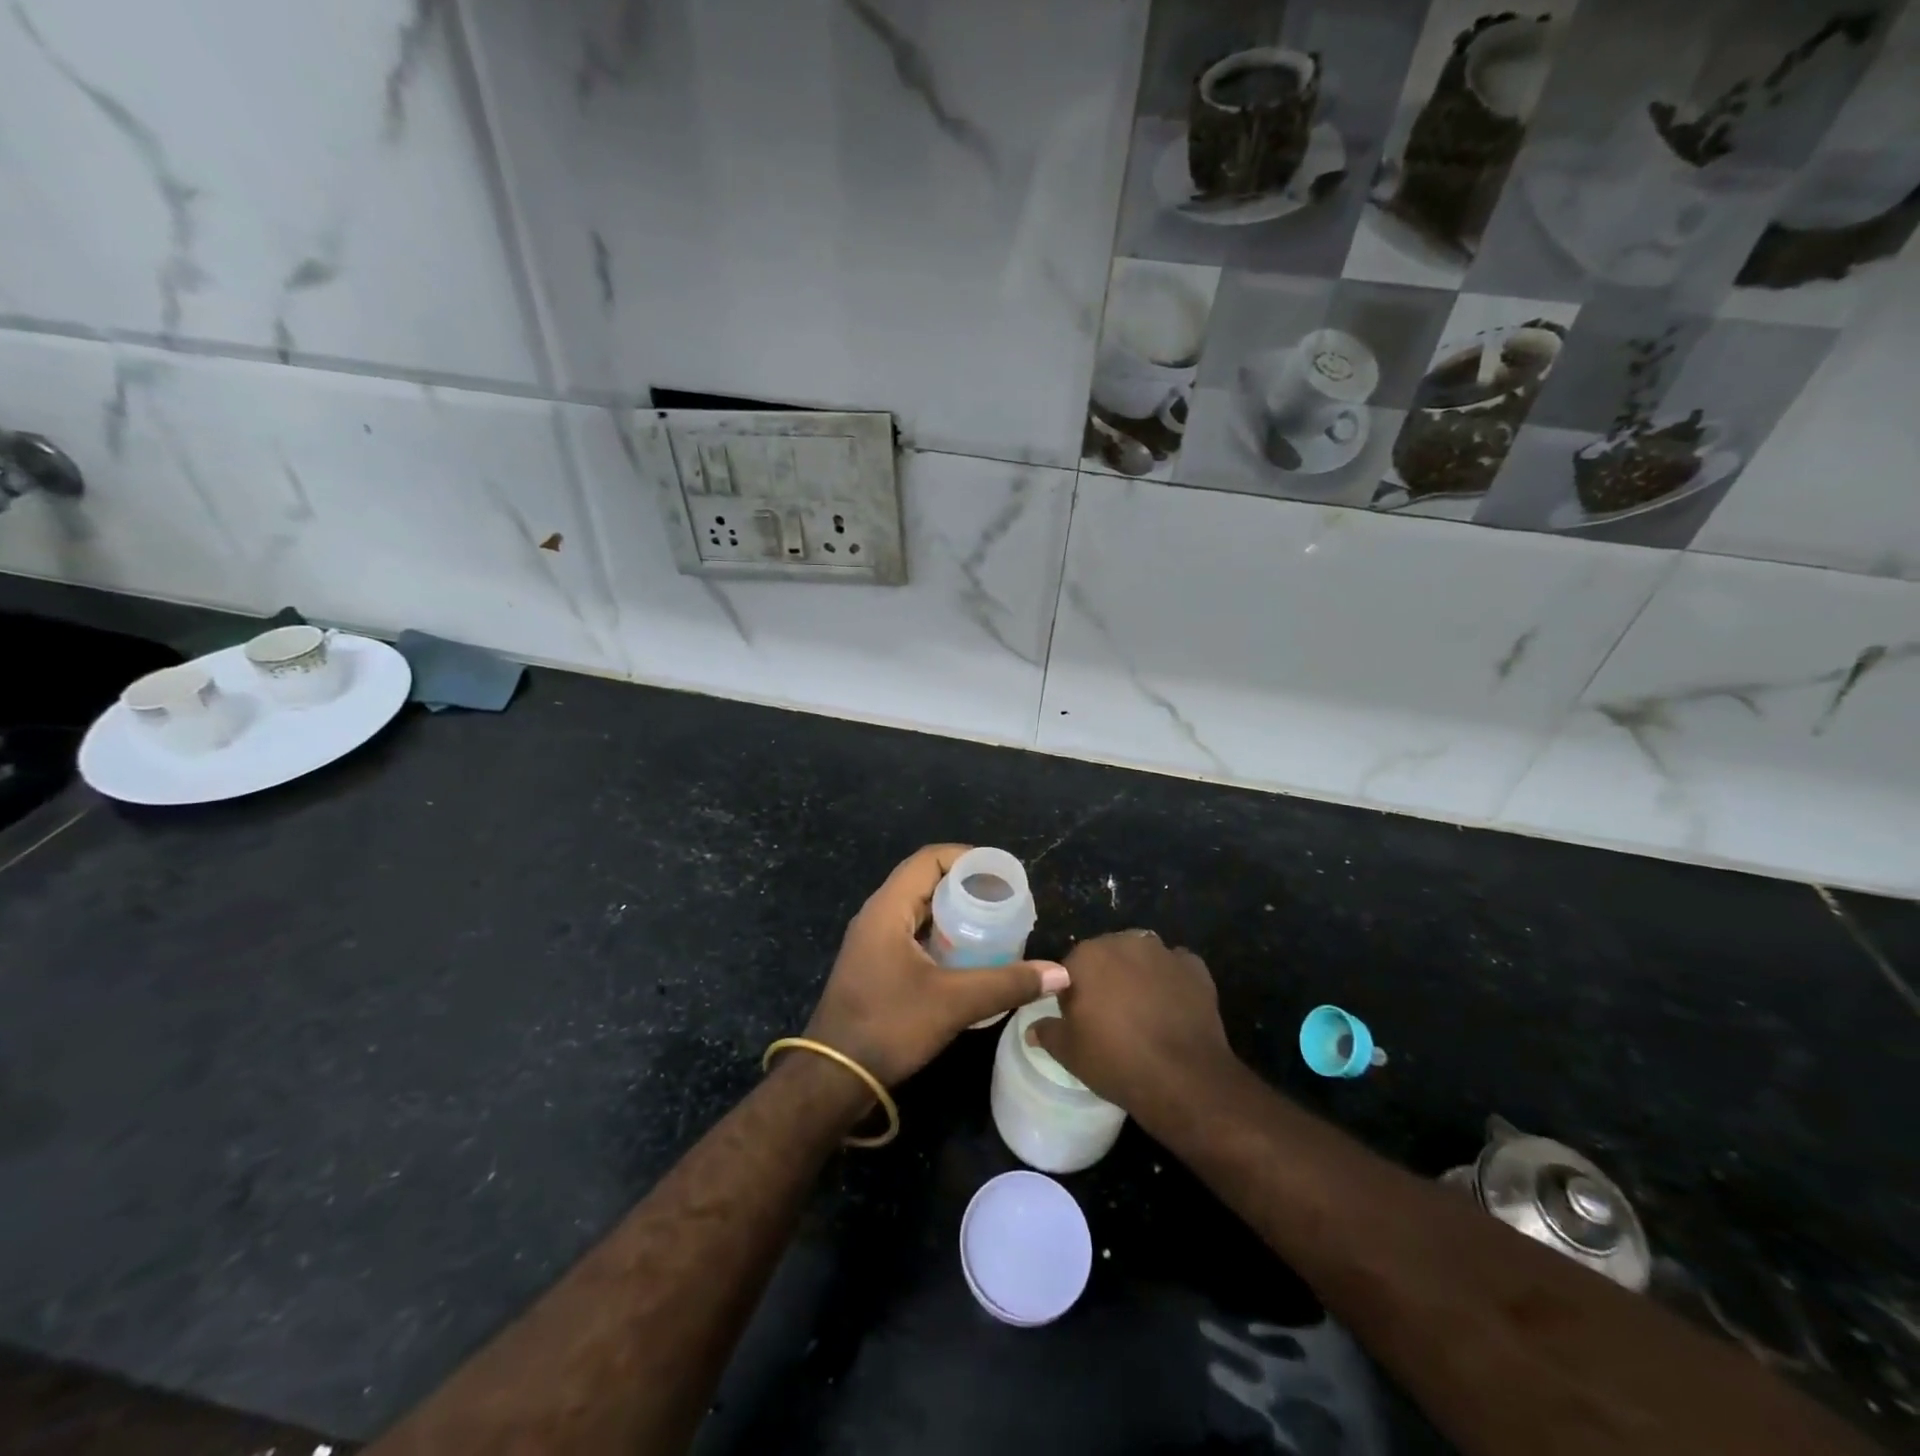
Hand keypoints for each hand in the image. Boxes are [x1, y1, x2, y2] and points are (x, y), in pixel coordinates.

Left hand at [804, 844, 1068, 1086]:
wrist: (833, 1077)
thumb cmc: (889, 1026)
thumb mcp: (954, 1003)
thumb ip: (1007, 984)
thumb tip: (1060, 974)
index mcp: (888, 908)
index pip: (929, 860)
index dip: (967, 858)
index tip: (1003, 874)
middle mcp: (877, 915)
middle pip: (925, 881)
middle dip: (966, 886)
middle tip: (1006, 900)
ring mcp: (873, 941)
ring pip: (919, 909)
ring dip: (954, 912)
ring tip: (994, 924)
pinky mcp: (875, 965)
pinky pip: (913, 933)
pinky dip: (942, 935)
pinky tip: (969, 956)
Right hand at [1028, 930, 1234, 1111]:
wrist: (1184, 1079)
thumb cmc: (1116, 1061)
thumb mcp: (1070, 1054)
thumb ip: (1048, 1033)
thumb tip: (1032, 1028)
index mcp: (1087, 957)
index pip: (1070, 968)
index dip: (1073, 993)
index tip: (1080, 1019)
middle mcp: (1123, 942)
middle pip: (1107, 956)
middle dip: (1106, 977)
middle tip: (1111, 1015)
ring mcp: (1162, 952)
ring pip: (1141, 957)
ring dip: (1138, 974)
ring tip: (1144, 1010)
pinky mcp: (1194, 968)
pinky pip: (1175, 967)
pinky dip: (1172, 980)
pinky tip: (1173, 1006)